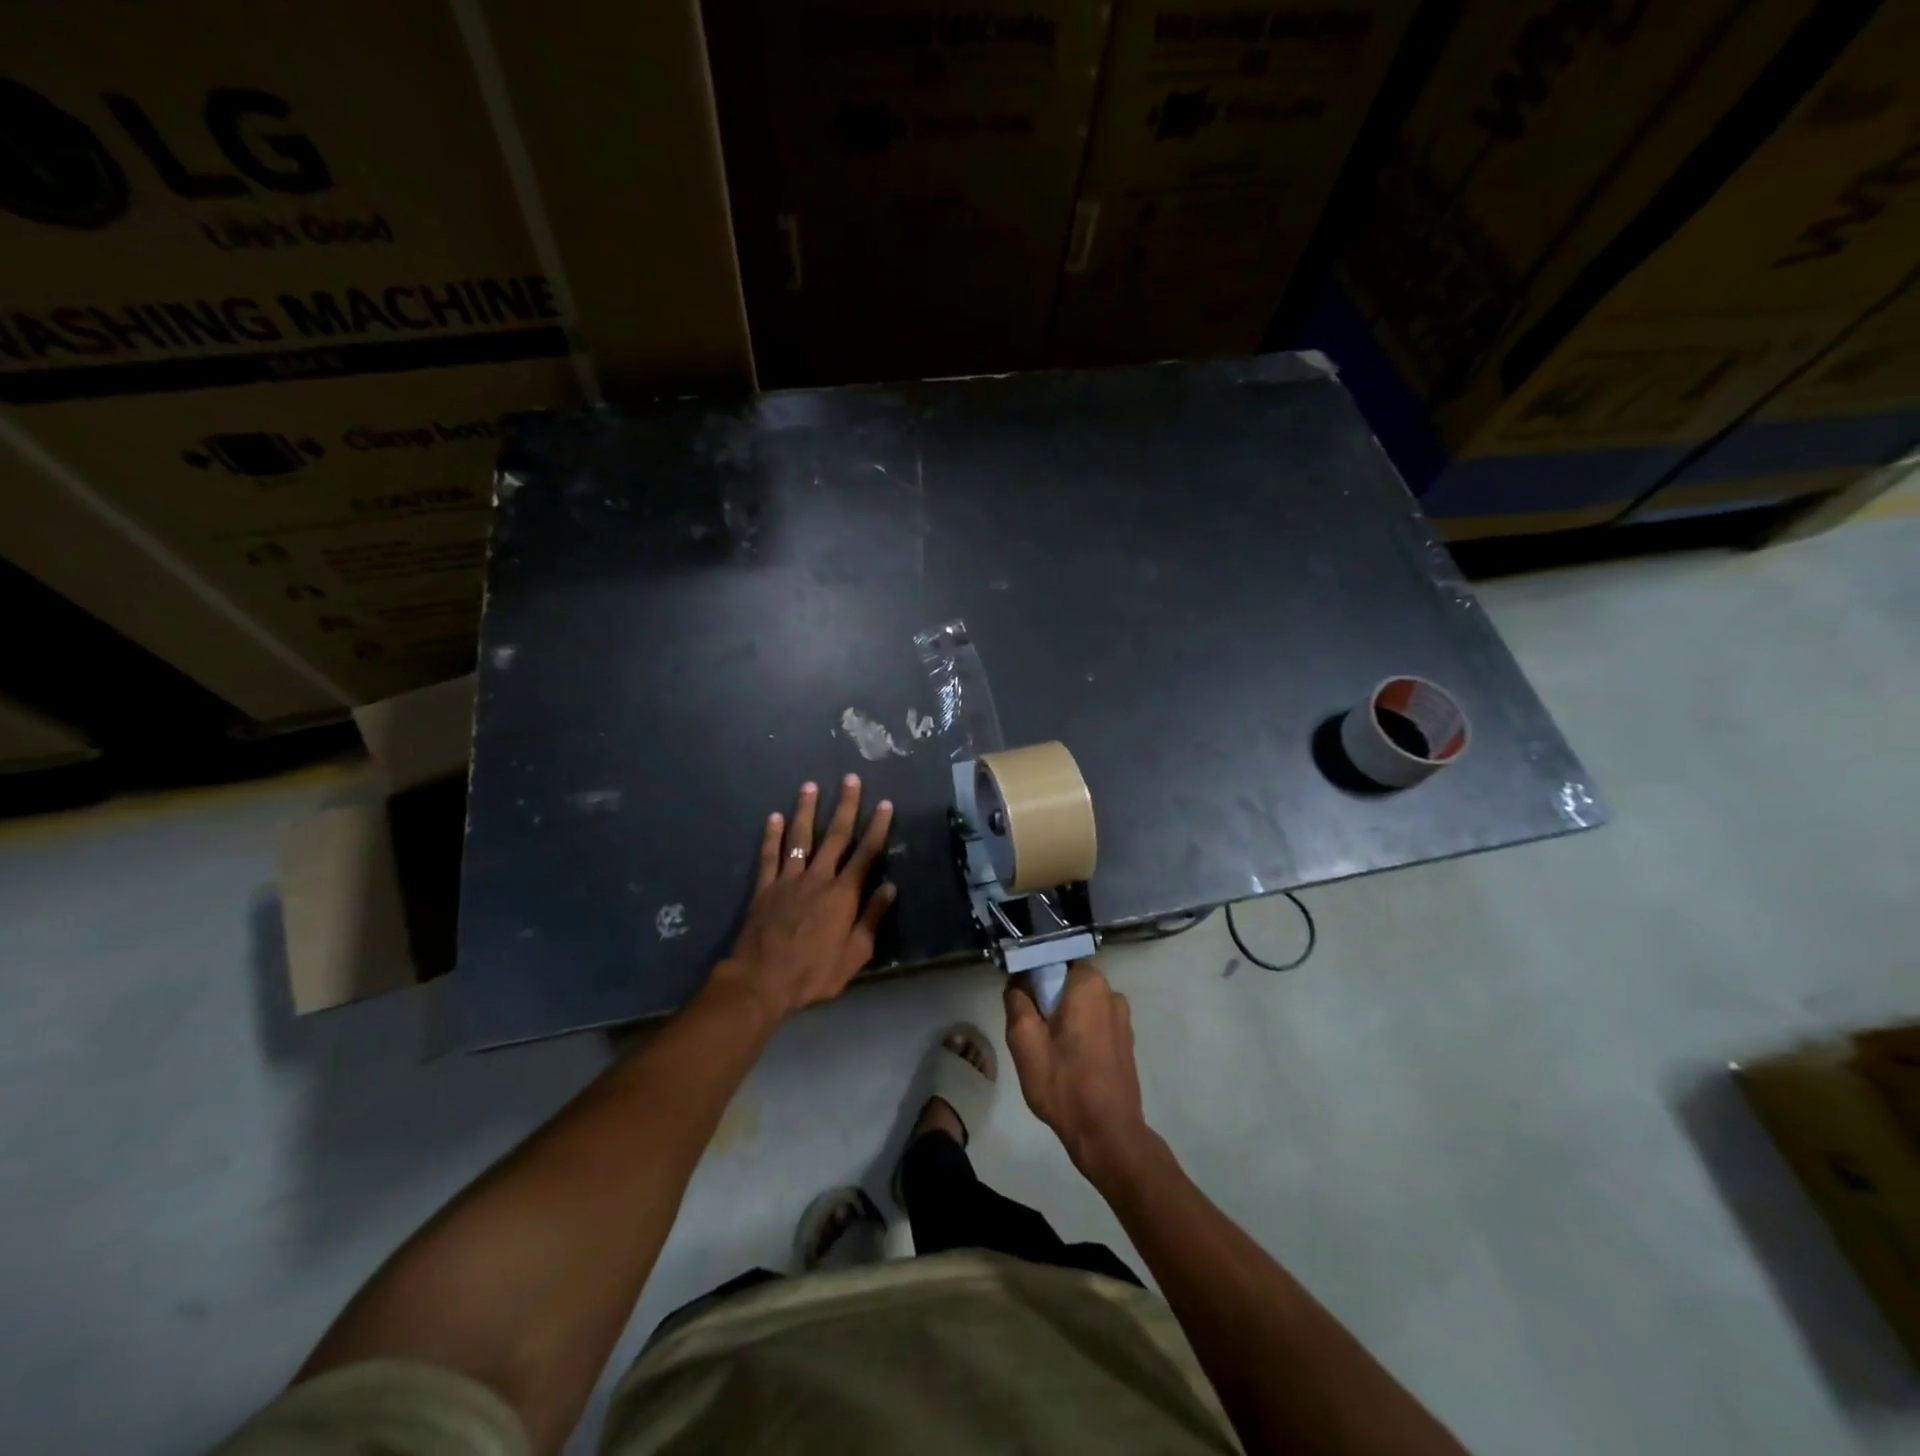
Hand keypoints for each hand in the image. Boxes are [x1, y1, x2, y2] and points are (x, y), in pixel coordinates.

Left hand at [711, 775, 895, 1020]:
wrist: (761, 982)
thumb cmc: (813, 973)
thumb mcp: (855, 954)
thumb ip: (872, 918)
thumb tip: (890, 887)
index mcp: (843, 894)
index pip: (865, 853)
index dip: (877, 827)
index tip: (885, 804)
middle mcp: (817, 878)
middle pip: (834, 836)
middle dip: (844, 806)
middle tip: (850, 779)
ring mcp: (788, 880)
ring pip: (799, 838)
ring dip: (806, 810)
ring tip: (810, 785)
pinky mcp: (764, 888)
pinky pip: (768, 856)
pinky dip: (771, 836)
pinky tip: (773, 817)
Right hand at [1005, 961, 1154, 1183]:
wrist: (1107, 1134)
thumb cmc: (1063, 1083)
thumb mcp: (1024, 1041)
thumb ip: (1016, 1001)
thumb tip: (1018, 982)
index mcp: (1089, 983)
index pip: (1053, 959)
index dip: (1033, 976)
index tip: (1021, 1000)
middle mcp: (1111, 992)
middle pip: (1067, 982)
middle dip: (1047, 999)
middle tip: (1031, 1031)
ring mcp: (1122, 1017)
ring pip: (1081, 1003)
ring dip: (1063, 1017)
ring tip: (1049, 1050)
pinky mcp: (1126, 1040)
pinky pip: (1094, 1022)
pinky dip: (1079, 1032)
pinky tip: (1068, 1060)